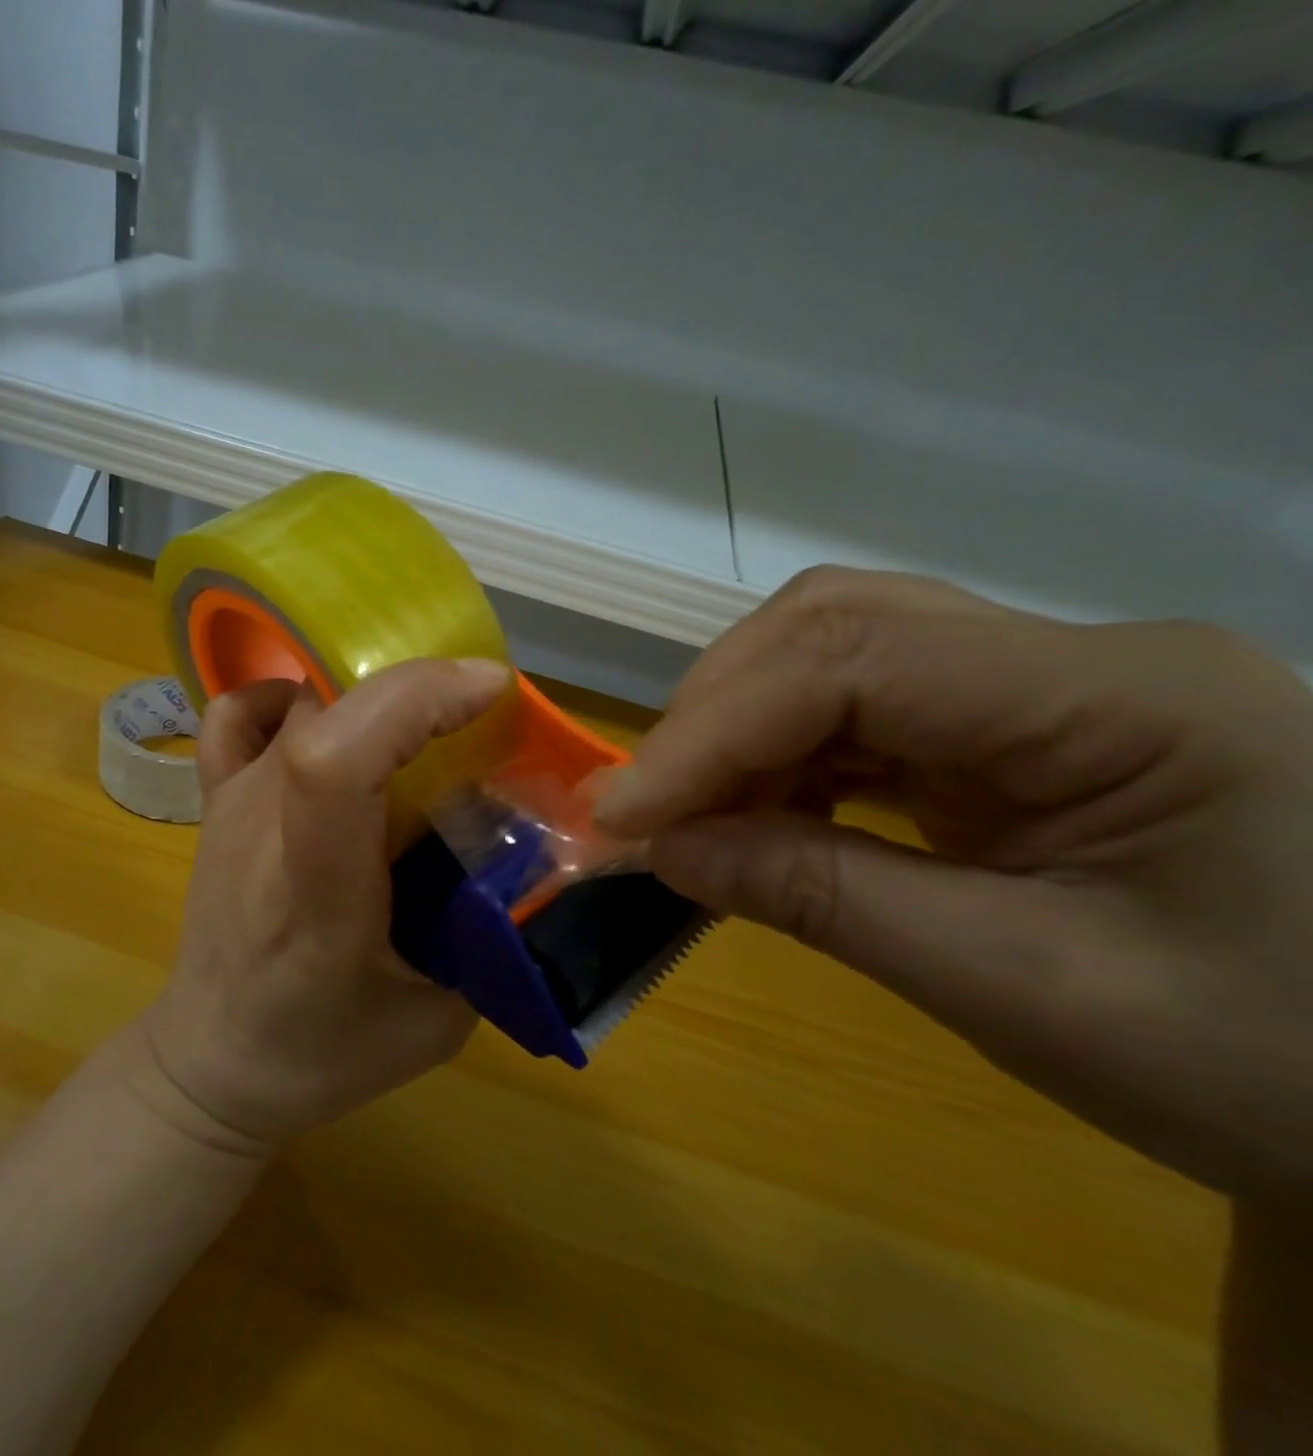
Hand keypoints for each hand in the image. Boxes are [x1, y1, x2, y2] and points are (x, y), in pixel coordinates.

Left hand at [141, 657, 508, 1149]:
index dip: (415, 700)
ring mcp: (230, 803)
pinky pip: (237, 715)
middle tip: (477, 713)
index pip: (338, 759)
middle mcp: (263, 825)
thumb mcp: (435, 1021)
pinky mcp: (215, 800)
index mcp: (317, 889)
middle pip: (326, 710)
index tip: (490, 690)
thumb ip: (489, 941)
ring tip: (420, 723)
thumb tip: (534, 858)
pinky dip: (285, 696)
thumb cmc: (318, 1052)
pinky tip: (324, 722)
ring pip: (297, 701)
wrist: (212, 1059)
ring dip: (369, 692)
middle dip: (416, 687)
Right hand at [597, 567, 1312, 1200]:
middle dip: (712, 715)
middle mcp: (1067, 657)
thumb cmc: (1281, 1067)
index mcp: (1116, 699)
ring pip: (831, 656)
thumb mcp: (1029, 991)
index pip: (853, 664)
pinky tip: (751, 815)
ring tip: (684, 816)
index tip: (619, 815)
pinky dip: (775, 759)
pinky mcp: (1007, 728)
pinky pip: (854, 712)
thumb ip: (824, 899)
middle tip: (643, 808)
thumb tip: (664, 851)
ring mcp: (1036, 686)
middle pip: (833, 627)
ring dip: (734, 733)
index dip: (710, 733)